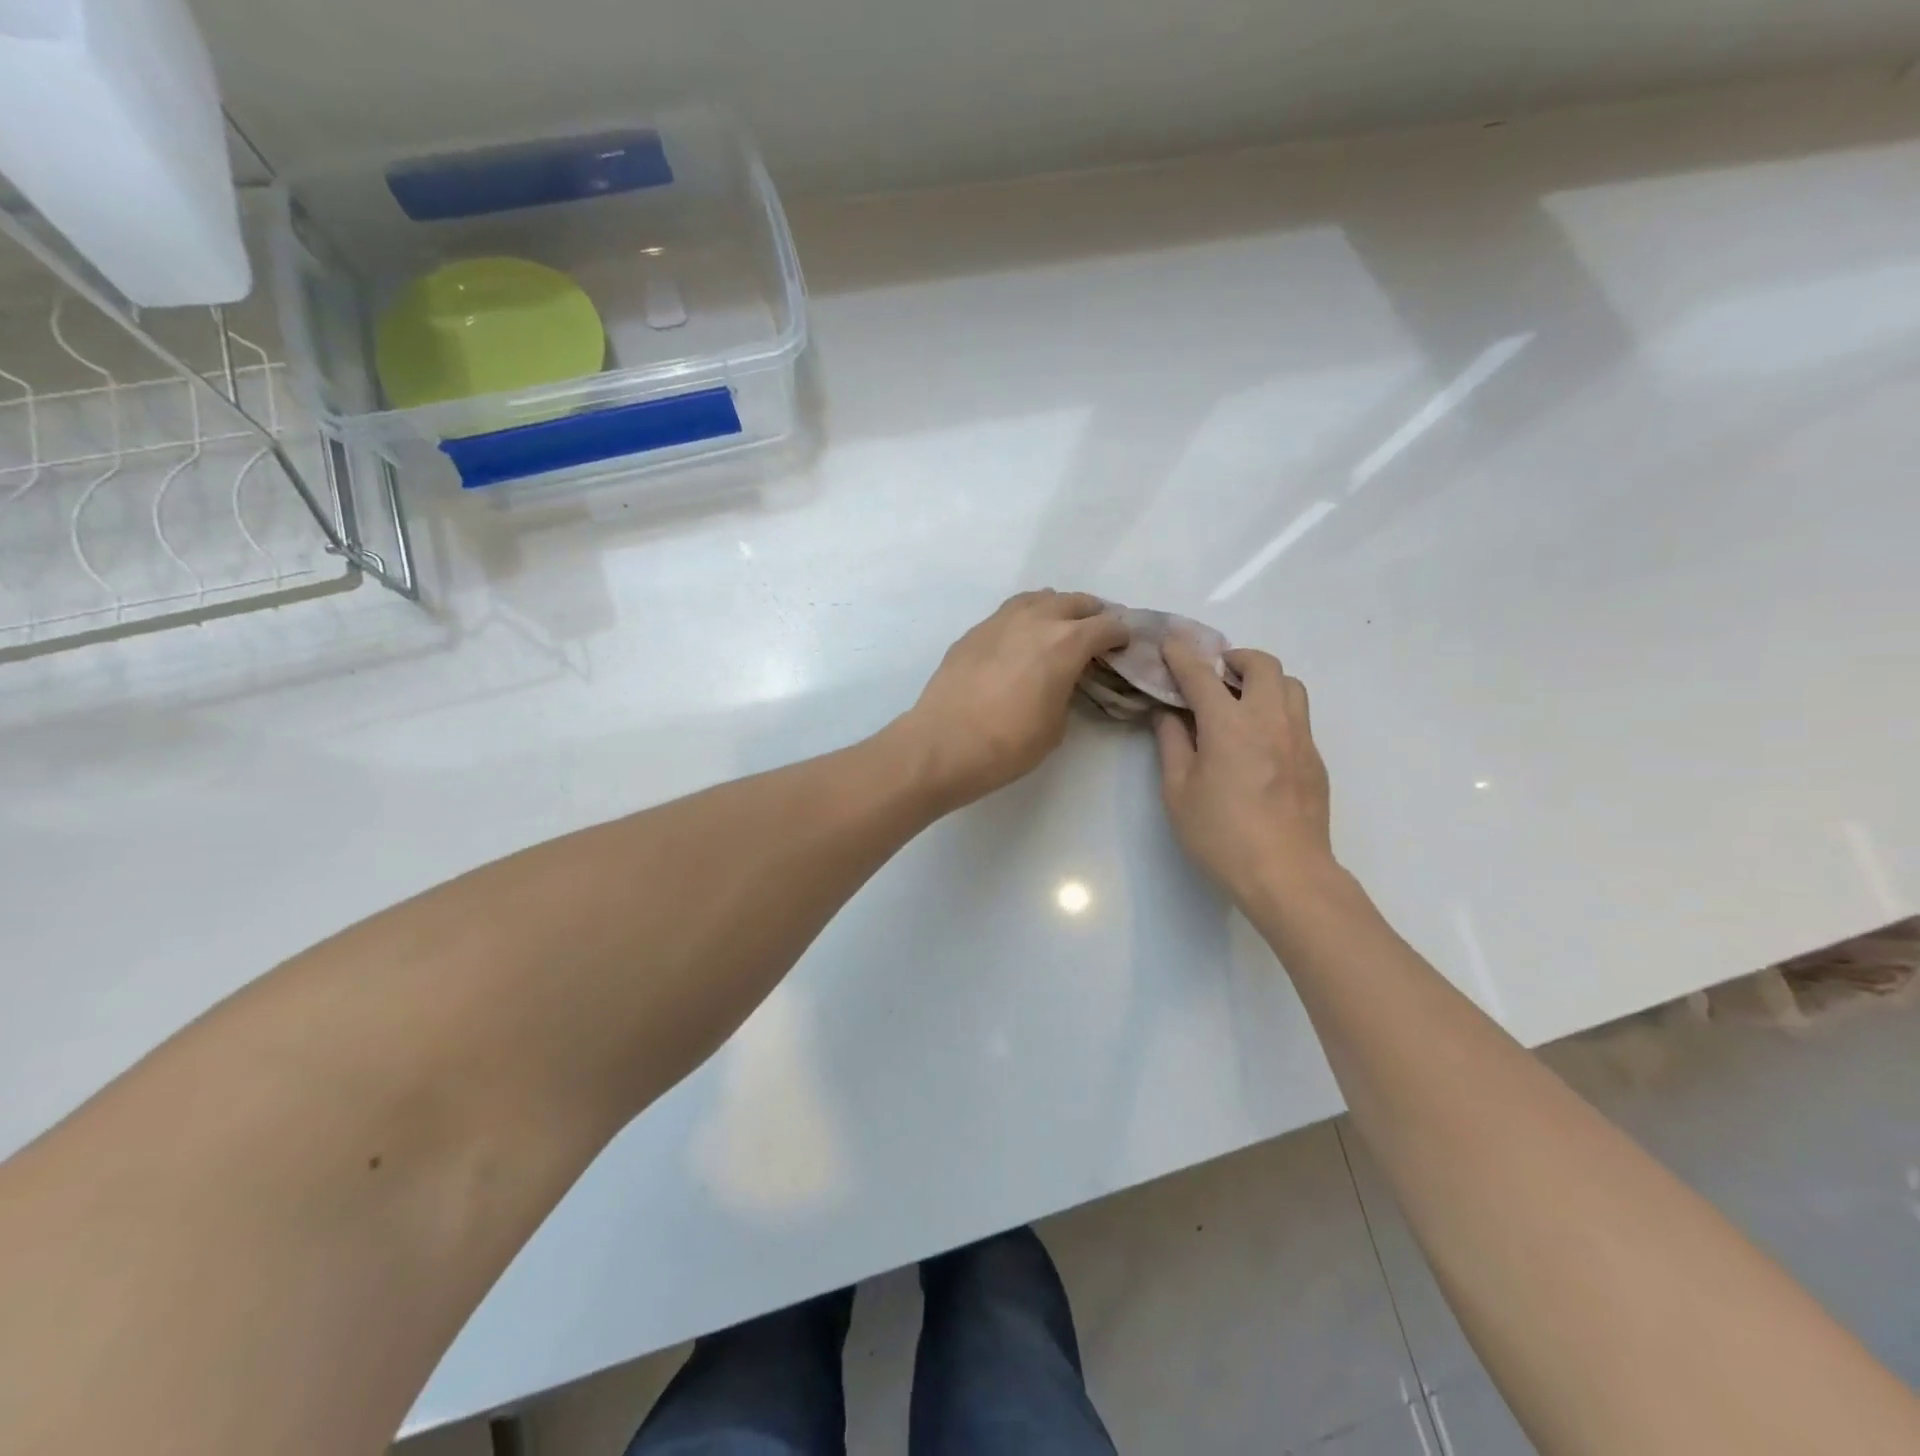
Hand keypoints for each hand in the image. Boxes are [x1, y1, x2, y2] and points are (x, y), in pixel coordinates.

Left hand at [897, 591, 1127, 809]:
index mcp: (1065, 643)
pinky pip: (1009, 612)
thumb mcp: (1056, 726)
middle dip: (1091, 615)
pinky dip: (1025, 618)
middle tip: (1096, 634)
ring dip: (1056, 608)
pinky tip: (1021, 640)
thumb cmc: (1007, 744)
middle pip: (1074, 602)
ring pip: (1038, 598)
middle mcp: (1035, 620)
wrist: (943, 744)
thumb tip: (1062, 679)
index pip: (1105, 626)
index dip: (1121, 635)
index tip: (1124, 645)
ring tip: (1058, 628)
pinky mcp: (974, 632)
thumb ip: (1067, 691)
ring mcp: (999, 621)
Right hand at [1153, 638, 1334, 906]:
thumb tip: (1169, 714)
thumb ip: (1172, 744)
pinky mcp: (1315, 759)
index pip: (1202, 675)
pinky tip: (1259, 741)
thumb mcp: (1178, 792)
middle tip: (1214, 674)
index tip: (1171, 643)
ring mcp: (1299, 738)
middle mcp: (1270, 719)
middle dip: (1235, 658)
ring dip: (1264, 680)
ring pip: (1290, 685)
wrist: (1286, 874)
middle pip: (1262, 664)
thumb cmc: (1221, 835)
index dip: (1183, 655)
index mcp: (1229, 725)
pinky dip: (1277, 710)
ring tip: (1241, 702)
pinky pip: (1299, 716)